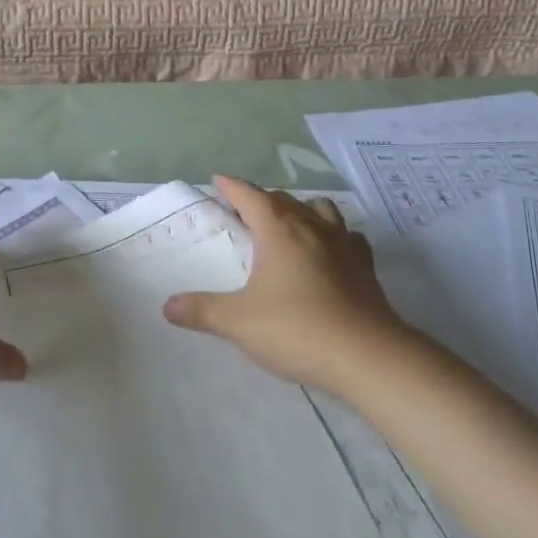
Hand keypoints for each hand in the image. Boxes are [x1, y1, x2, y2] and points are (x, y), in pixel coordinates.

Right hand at [163, 176, 404, 392]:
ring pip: (319, 209)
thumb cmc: (297, 329)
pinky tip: (329, 252)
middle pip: (283, 199)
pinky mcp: (365, 266)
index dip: (232, 186)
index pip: (250, 195)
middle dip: (261, 199)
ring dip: (300, 209)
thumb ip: (202, 311)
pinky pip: (347, 236)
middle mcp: (311, 226)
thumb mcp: (239, 322)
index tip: (218, 181)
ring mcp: (343, 244)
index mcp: (278, 229)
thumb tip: (168, 306)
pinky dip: (333, 235)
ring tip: (288, 224)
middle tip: (244, 211)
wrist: (369, 357)